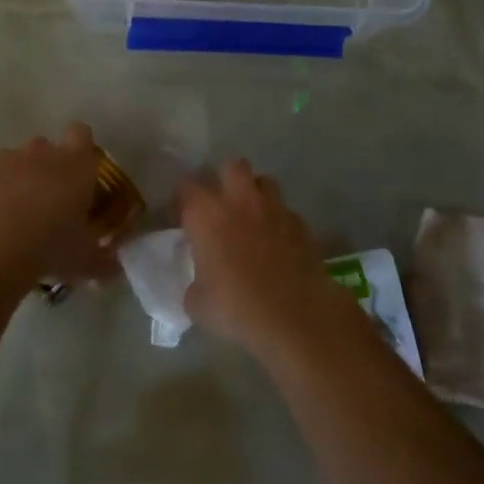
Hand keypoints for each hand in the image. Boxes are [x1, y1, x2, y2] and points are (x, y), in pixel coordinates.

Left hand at [0, 123, 108, 284]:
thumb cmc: (50, 245)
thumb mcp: (85, 261)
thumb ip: (102, 261)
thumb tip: (113, 269)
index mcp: (74, 164)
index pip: (81, 134)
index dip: (81, 149)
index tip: (80, 173)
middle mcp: (39, 153)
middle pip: (44, 147)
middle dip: (46, 168)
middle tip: (48, 203)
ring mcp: (1, 162)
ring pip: (11, 162)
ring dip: (14, 182)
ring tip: (13, 219)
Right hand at [179, 158, 354, 358]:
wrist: (294, 317)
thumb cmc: (235, 307)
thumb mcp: (197, 303)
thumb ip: (194, 282)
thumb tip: (200, 282)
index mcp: (207, 214)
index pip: (186, 187)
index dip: (182, 199)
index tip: (181, 217)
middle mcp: (240, 201)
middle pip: (232, 166)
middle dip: (225, 178)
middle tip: (221, 205)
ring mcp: (275, 209)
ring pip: (264, 181)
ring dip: (256, 194)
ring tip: (252, 218)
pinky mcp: (301, 225)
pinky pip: (286, 212)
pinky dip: (279, 221)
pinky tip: (278, 244)